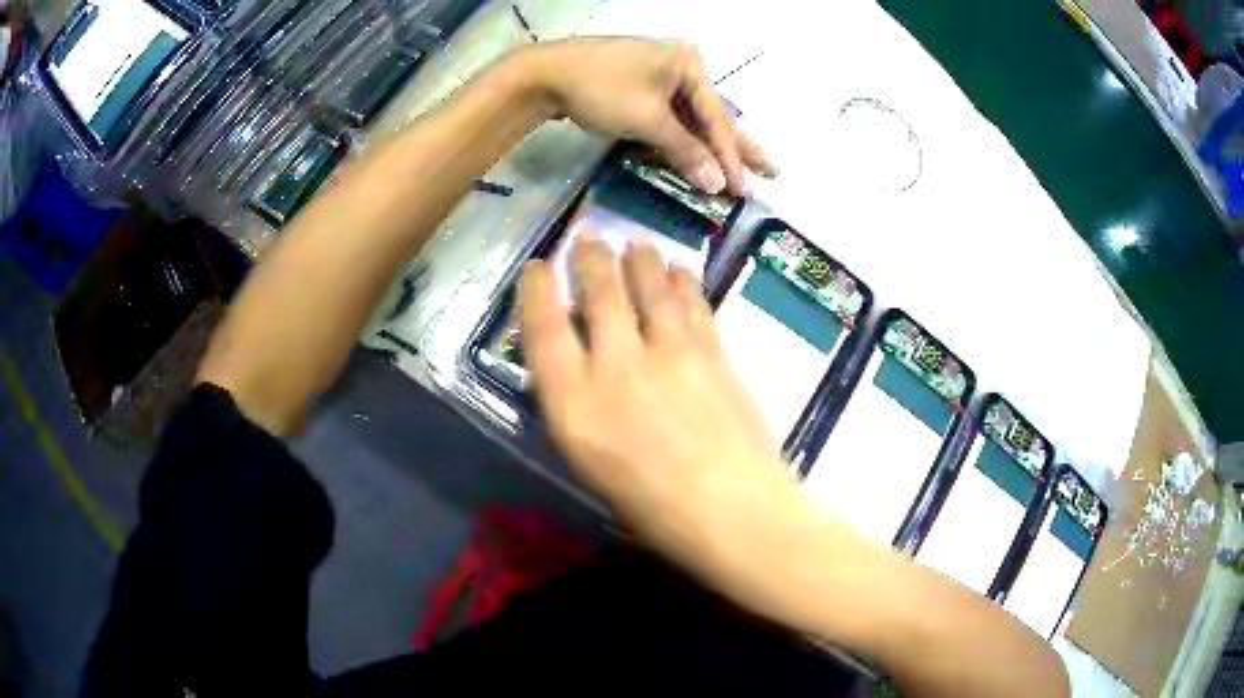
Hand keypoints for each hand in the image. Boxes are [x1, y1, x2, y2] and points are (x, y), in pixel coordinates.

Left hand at [518, 37, 776, 194]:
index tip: (743, 189)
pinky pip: (671, 117)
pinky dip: (682, 139)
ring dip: (710, 147)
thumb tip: (717, 184)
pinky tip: (699, 157)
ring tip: (740, 170)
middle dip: (738, 146)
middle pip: (713, 115)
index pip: (717, 118)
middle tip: (770, 172)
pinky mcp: (641, 87)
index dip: (730, 157)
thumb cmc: (601, 89)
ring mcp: (659, 75)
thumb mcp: (647, 120)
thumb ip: (685, 151)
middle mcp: (681, 66)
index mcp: (689, 64)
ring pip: (692, 118)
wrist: (544, 75)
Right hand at [519, 236, 798, 566]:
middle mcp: (617, 364)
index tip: (539, 267)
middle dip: (591, 259)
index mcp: (576, 401)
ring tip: (635, 244)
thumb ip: (580, 411)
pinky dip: (683, 282)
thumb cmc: (650, 508)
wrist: (730, 509)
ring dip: (639, 259)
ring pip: (649, 287)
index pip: (545, 329)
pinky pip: (693, 305)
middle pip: (600, 294)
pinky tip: (679, 269)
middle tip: (590, 238)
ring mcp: (669, 353)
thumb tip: (581, 372)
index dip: (538, 292)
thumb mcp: (590, 465)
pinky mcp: (711, 353)